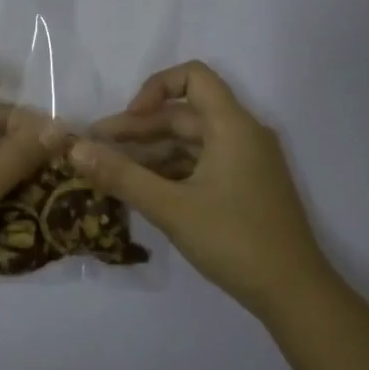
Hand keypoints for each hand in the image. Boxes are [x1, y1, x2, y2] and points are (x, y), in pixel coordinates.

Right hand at [68, 61, 332, 317]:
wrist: (294, 293)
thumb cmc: (234, 241)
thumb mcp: (171, 208)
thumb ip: (121, 175)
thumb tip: (75, 149)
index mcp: (233, 126)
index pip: (193, 77)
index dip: (154, 89)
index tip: (126, 122)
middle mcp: (242, 135)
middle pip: (184, 114)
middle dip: (138, 129)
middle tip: (95, 151)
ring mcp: (246, 162)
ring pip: (190, 143)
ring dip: (151, 153)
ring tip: (111, 173)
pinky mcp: (245, 187)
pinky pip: (201, 165)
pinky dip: (170, 171)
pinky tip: (142, 190)